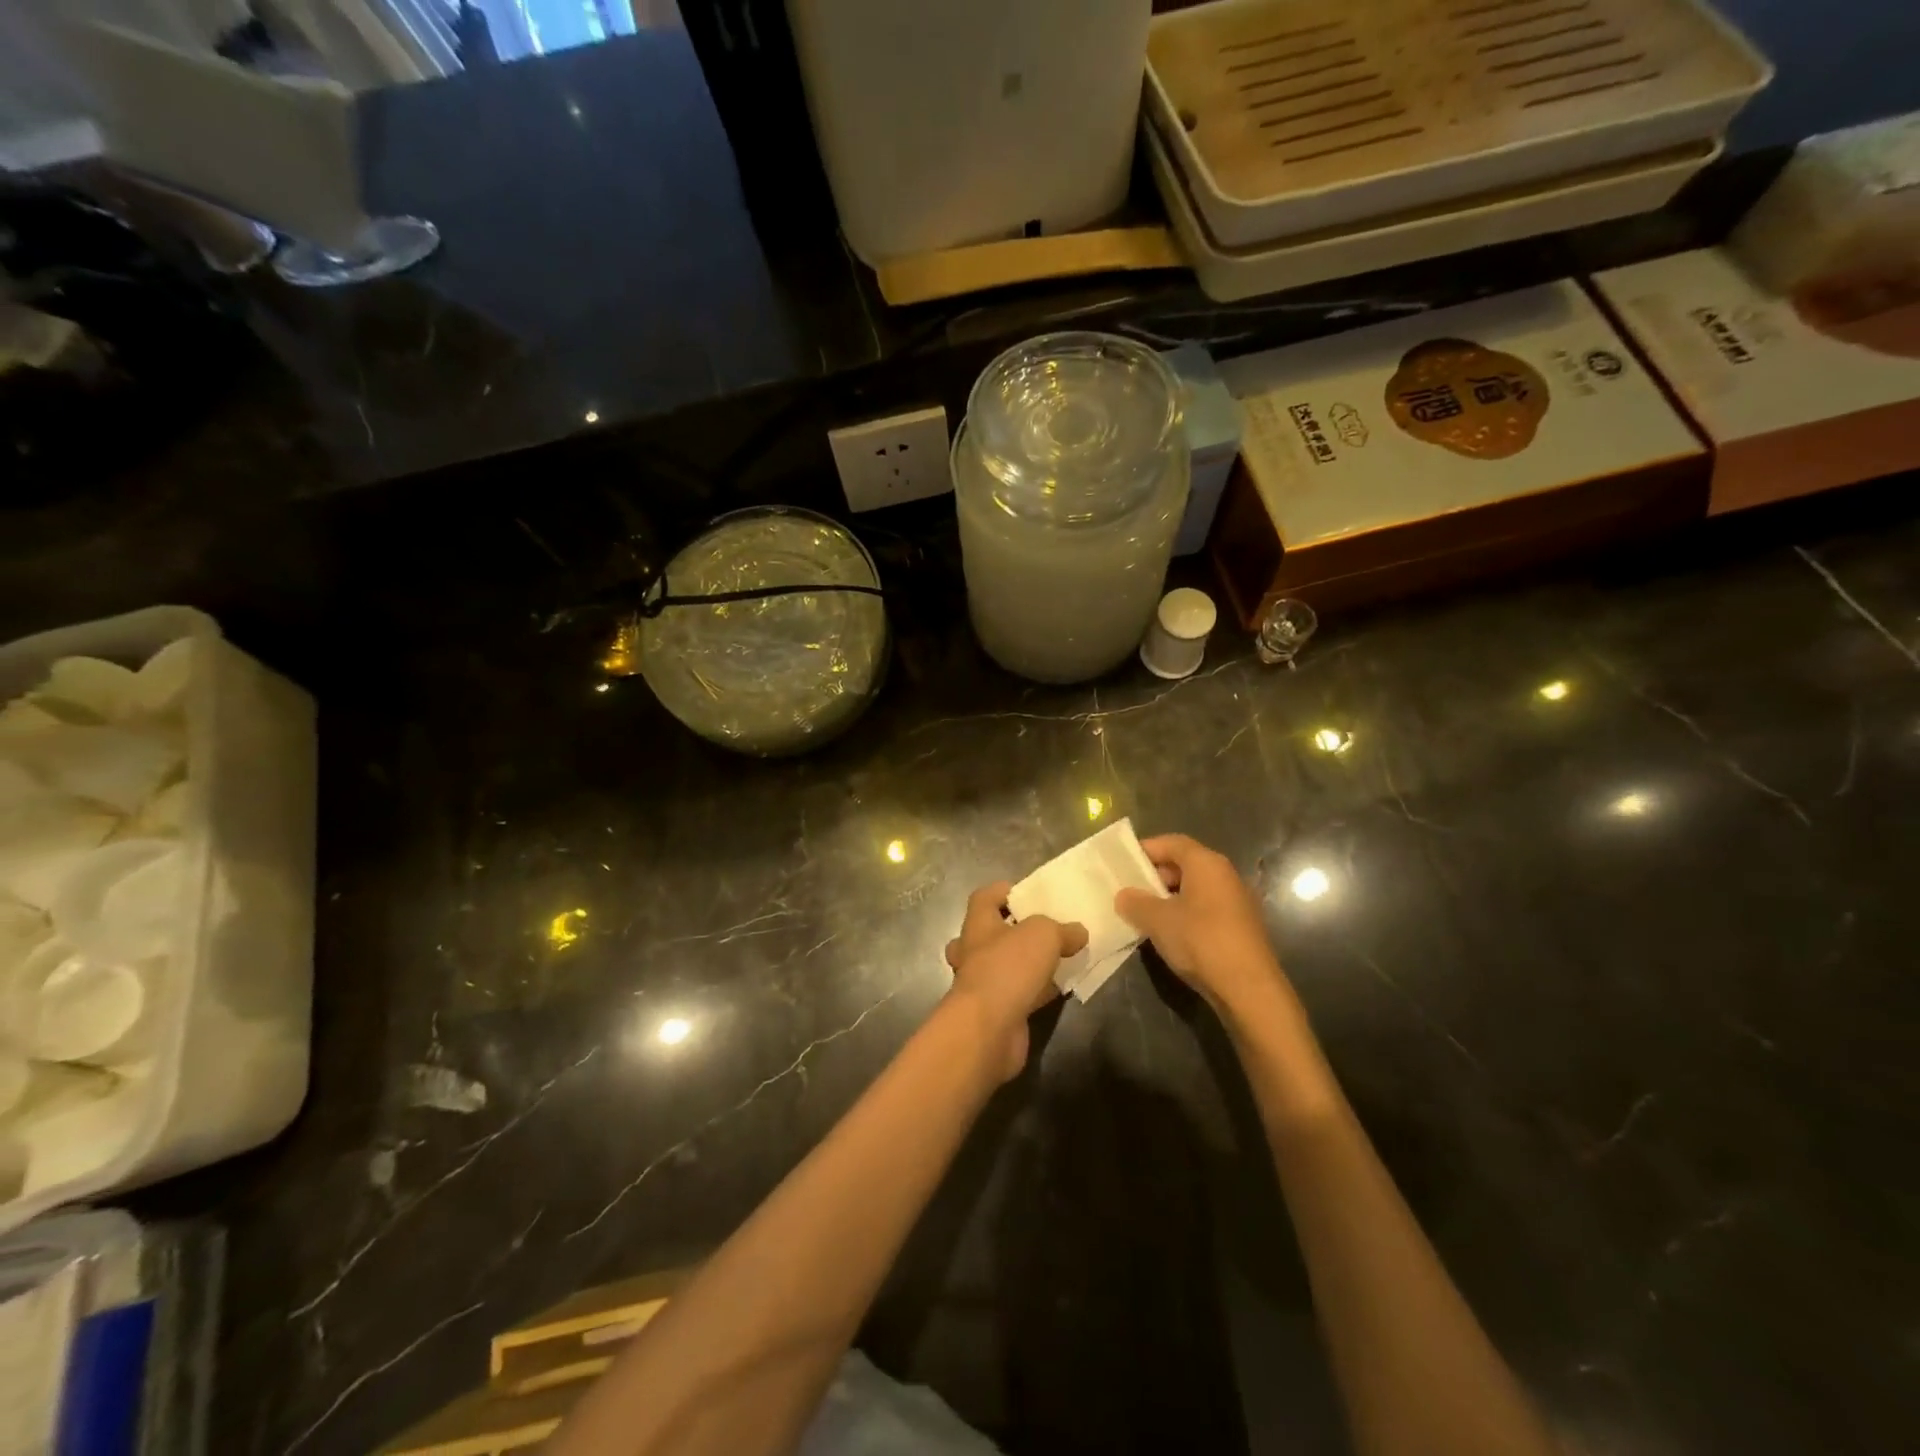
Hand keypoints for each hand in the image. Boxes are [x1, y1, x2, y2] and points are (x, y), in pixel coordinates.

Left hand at [943, 882, 1086, 1081]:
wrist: (989, 1029)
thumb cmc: (1008, 968)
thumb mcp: (1043, 934)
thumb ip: (1062, 929)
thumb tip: (1078, 932)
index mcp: (978, 924)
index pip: (985, 897)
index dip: (1005, 891)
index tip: (1030, 894)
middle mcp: (973, 951)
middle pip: (990, 933)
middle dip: (1013, 931)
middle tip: (1042, 930)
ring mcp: (981, 984)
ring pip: (1004, 965)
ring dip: (1027, 963)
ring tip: (1060, 958)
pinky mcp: (995, 1011)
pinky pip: (1018, 993)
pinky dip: (1036, 990)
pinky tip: (1061, 989)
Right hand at [1115, 834, 1287, 1013]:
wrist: (1248, 989)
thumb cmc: (1200, 941)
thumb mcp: (1157, 920)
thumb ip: (1135, 902)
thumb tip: (1124, 895)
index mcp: (1206, 863)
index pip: (1171, 842)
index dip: (1145, 850)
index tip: (1122, 864)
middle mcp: (1225, 875)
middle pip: (1185, 863)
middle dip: (1156, 875)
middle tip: (1131, 891)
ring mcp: (1237, 901)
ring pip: (1195, 888)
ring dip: (1169, 897)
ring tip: (1145, 915)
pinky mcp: (1241, 926)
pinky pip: (1206, 908)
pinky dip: (1186, 913)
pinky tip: (1170, 934)